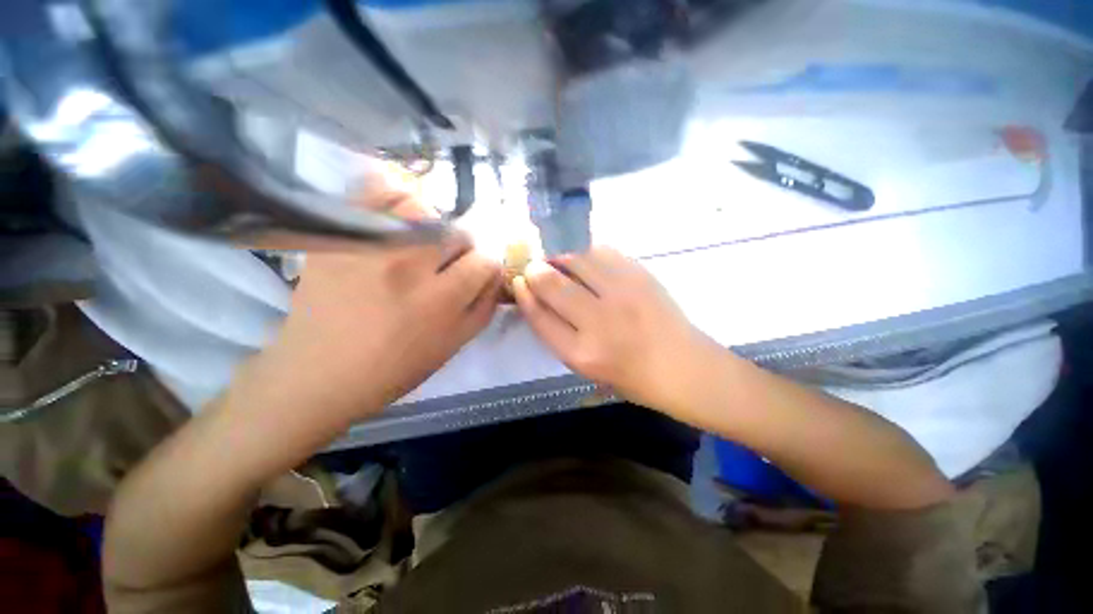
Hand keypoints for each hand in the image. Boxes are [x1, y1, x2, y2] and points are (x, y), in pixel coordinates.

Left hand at [231, 182, 502, 437]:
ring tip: (422, 241)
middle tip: (448, 262)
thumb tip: (496, 274)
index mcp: (440, 300)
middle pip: (457, 232)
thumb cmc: (395, 367)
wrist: (320, 373)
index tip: (477, 271)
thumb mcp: (454, 345)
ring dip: (433, 224)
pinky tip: (397, 214)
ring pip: (422, 209)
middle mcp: (408, 266)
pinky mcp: (339, 238)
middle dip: (462, 248)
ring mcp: (369, 247)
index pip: (484, 260)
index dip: (487, 265)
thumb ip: (484, 307)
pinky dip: (392, 195)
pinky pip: (373, 194)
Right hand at [513, 246, 717, 413]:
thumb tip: (537, 295)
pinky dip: (587, 252)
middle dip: (537, 270)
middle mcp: (599, 322)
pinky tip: (586, 259)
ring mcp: (622, 294)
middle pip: (552, 283)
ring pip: (577, 260)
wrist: (682, 366)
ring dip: (561, 256)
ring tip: (560, 260)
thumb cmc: (630, 376)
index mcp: (582, 354)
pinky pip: (603, 251)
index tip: (520, 282)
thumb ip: (559, 333)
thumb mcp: (586, 367)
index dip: (525, 295)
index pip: (539, 316)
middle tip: (536, 267)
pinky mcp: (640, 276)